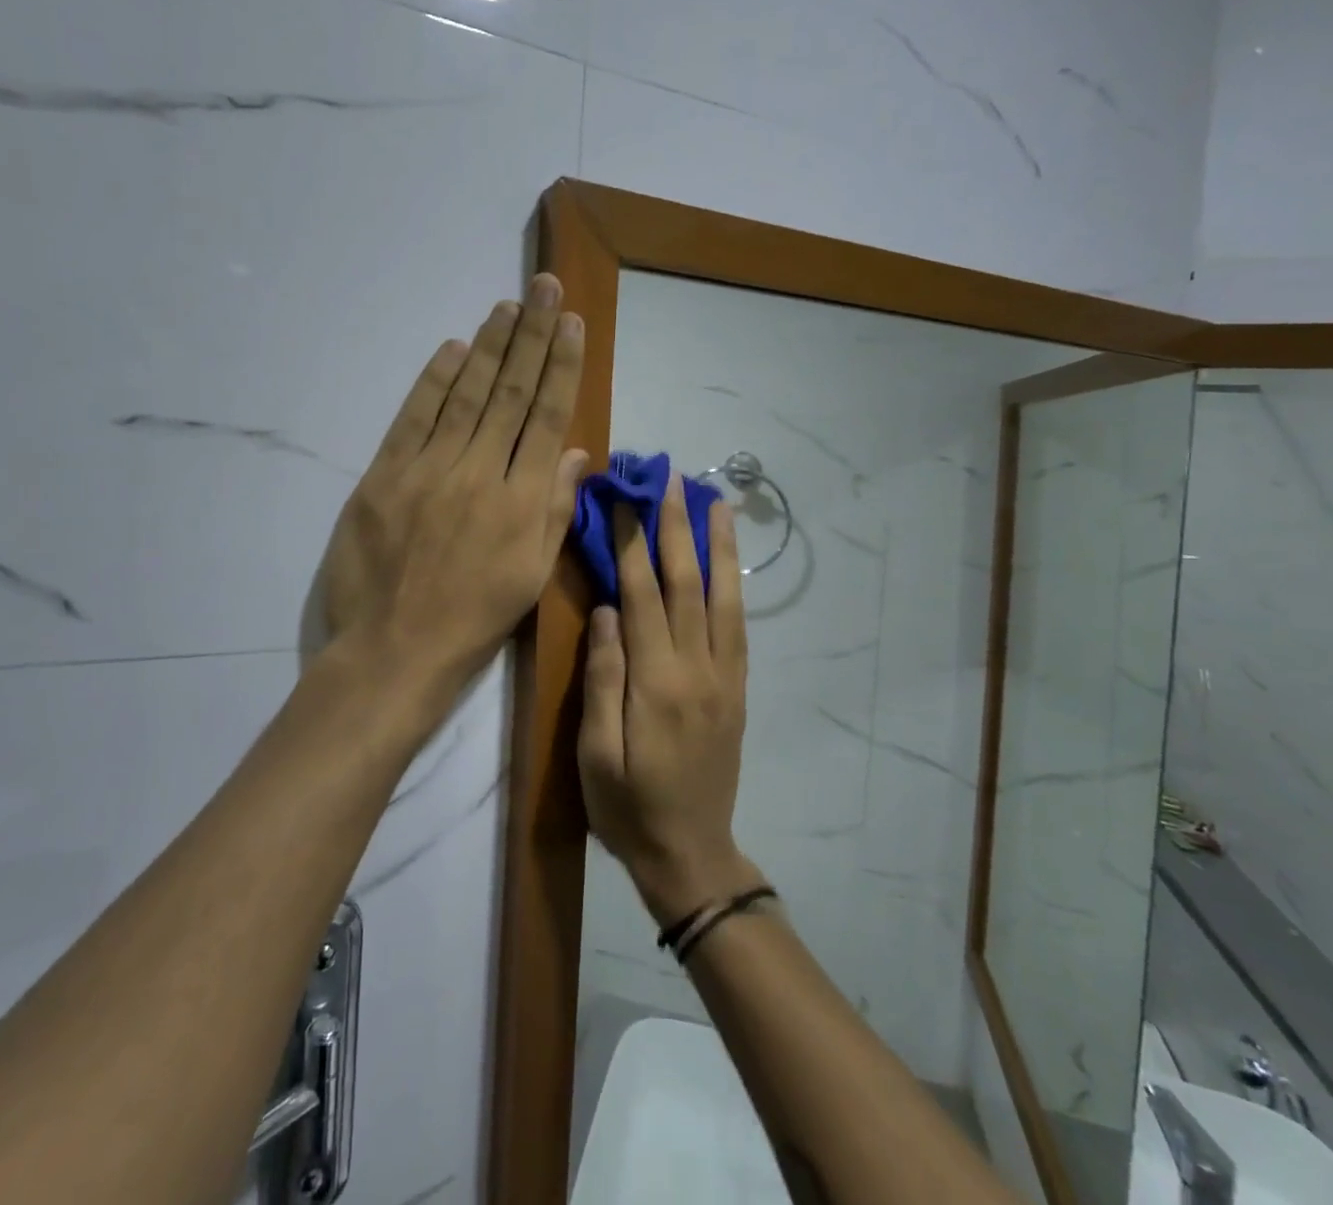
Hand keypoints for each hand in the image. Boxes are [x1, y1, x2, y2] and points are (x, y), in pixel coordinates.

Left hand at [318, 273, 586, 700]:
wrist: (395, 650)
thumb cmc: (475, 620)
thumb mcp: (532, 576)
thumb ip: (555, 510)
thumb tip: (575, 452)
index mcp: (522, 501)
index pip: (545, 417)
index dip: (560, 366)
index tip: (570, 322)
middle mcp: (480, 473)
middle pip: (508, 393)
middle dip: (530, 336)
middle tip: (543, 287)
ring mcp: (428, 470)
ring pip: (464, 396)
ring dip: (488, 347)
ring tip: (507, 306)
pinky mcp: (384, 476)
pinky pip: (413, 418)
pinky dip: (433, 381)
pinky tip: (452, 349)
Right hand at [577, 472, 764, 924]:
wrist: (691, 853)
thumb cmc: (627, 807)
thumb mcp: (594, 754)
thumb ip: (602, 678)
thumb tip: (608, 610)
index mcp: (655, 683)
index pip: (642, 595)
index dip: (631, 543)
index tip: (624, 499)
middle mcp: (697, 669)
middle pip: (687, 583)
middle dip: (677, 526)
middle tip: (672, 478)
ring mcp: (725, 677)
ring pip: (723, 596)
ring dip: (718, 544)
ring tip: (715, 500)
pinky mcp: (738, 688)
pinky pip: (739, 624)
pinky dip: (734, 583)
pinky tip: (728, 559)